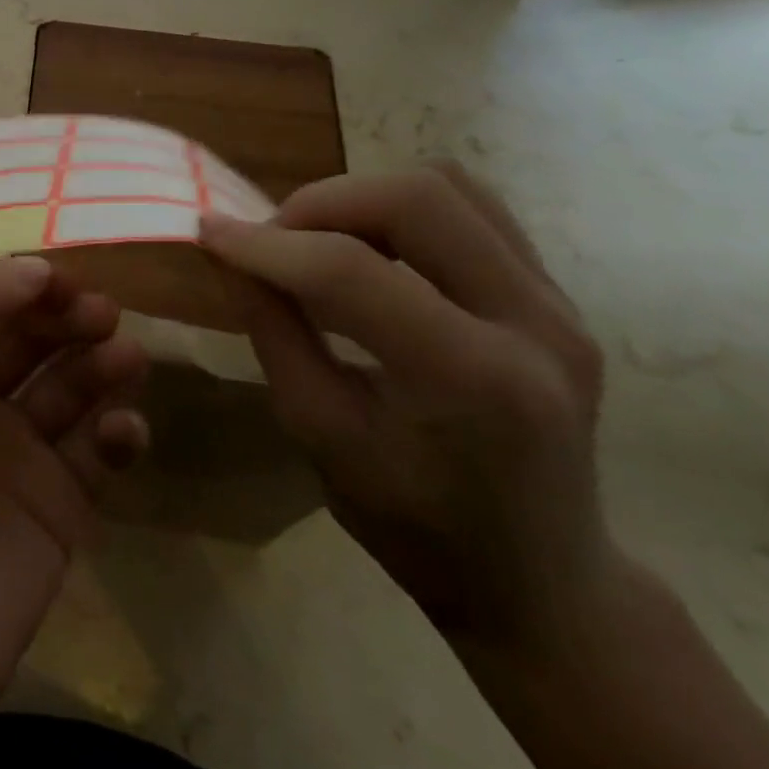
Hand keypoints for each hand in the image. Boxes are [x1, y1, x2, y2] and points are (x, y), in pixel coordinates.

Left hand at [0, 258, 150, 768]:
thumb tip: (32, 265)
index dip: (26, 285)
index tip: (66, 278)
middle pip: (34, 341)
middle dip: (68, 319)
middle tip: (103, 314)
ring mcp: (18, 457)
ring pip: (72, 390)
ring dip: (101, 366)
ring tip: (124, 357)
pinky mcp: (59, 511)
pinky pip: (97, 455)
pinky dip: (117, 434)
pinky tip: (121, 432)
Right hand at [201, 162, 611, 649]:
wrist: (541, 581)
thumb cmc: (416, 526)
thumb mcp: (319, 433)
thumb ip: (273, 330)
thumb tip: (228, 252)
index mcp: (473, 381)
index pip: (351, 271)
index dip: (267, 244)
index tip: (208, 231)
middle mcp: (535, 326)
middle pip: (415, 199)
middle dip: (320, 203)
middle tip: (272, 239)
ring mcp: (560, 305)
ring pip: (448, 186)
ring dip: (361, 199)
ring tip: (316, 241)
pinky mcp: (558, 296)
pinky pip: (473, 208)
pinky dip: (401, 209)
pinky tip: (369, 247)